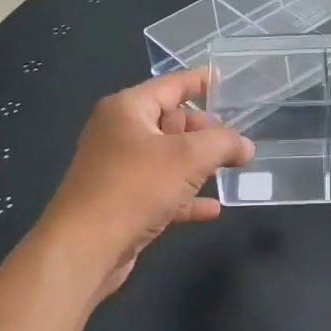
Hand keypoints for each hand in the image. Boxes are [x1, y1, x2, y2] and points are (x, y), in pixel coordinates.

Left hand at [39, 69, 252, 300]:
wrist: (85, 247)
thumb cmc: (136, 187)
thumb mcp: (188, 157)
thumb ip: (222, 143)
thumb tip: (245, 145)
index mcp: (127, 109)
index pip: (171, 85)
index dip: (200, 82)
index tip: (227, 82)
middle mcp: (119, 133)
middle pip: (171, 122)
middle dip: (205, 131)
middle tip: (237, 140)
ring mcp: (119, 169)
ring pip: (168, 159)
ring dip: (199, 165)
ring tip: (233, 169)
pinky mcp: (122, 202)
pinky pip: (161, 191)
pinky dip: (186, 197)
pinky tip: (213, 209)